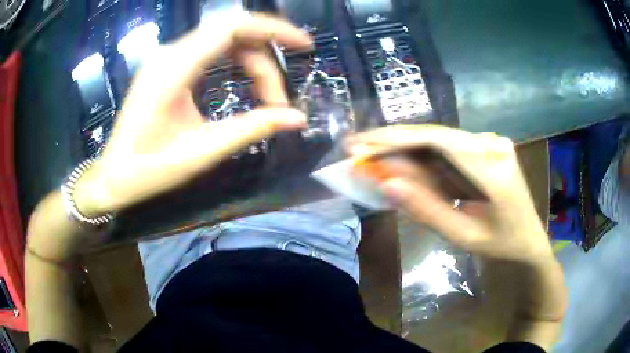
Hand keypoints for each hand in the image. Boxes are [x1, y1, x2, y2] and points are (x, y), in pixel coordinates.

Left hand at [74, 13, 311, 216]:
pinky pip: (211, 50)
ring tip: (265, 99)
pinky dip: (235, 63)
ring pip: (224, 41)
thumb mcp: (201, 152)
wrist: (113, 176)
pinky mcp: (167, 65)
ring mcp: (167, 57)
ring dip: (252, 63)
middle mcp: (170, 52)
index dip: (273, 29)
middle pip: (233, 33)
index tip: (303, 46)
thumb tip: (297, 118)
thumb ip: (250, 129)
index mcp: (174, 68)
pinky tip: (244, 83)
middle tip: (277, 102)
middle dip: (264, 60)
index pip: (232, 26)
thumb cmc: (148, 170)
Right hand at [348, 125, 552, 264]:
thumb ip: (426, 210)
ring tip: (373, 158)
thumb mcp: (463, 236)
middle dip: (394, 143)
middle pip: (435, 136)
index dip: (397, 139)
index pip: (438, 141)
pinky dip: (423, 158)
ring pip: (438, 141)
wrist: (529, 239)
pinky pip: (448, 149)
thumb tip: (387, 184)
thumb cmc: (502, 244)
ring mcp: (490, 142)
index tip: (362, 143)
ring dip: (405, 150)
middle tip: (358, 149)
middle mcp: (491, 143)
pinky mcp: (485, 147)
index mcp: (493, 166)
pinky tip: (403, 165)